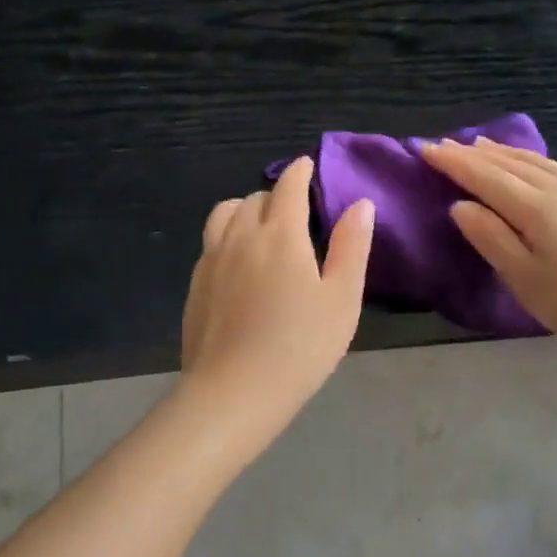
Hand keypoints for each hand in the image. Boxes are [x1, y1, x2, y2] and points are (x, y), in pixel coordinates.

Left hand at [178, 157, 374, 448]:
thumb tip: (360, 204)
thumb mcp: (341, 300)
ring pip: (225, 213)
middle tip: (295, 211)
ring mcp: (212, 259)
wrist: (234, 391)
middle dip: (277, 195)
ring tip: (261, 227)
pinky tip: (238, 261)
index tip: (307, 165)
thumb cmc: (299, 348)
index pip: (288, 187)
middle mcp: (241, 236)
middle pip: (256, 198)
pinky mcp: (195, 283)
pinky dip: (228, 235)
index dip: (300, 171)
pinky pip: (211, 241)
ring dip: (245, 209)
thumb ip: (351, 247)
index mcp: (281, 235)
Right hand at [420, 138, 556, 368]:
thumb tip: (460, 206)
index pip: (483, 176)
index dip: (452, 162)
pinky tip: (555, 167)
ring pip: (542, 164)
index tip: (425, 148)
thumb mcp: (526, 279)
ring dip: (509, 153)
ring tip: (486, 145)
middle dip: (475, 154)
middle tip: (445, 144)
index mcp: (534, 207)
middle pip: (510, 164)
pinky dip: (553, 165)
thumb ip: (491, 239)